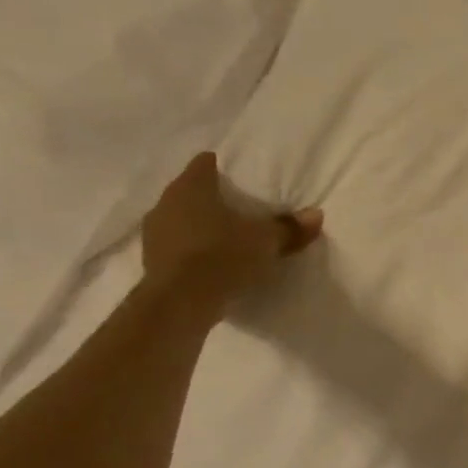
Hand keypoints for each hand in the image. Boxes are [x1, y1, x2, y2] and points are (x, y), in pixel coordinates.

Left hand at [140, 152, 321, 304]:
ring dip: (199, 225)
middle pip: (190, 191)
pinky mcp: (152, 261)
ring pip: (180, 218)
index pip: (204, 164)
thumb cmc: (223, 256)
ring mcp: (154, 232)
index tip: (239, 177)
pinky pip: (176, 245)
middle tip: (239, 207)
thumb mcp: (266, 241)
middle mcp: (166, 203)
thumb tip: (316, 215)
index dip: (221, 167)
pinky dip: (192, 249)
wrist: (180, 303)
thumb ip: (290, 227)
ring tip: (225, 236)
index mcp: (192, 187)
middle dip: (212, 198)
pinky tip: (210, 261)